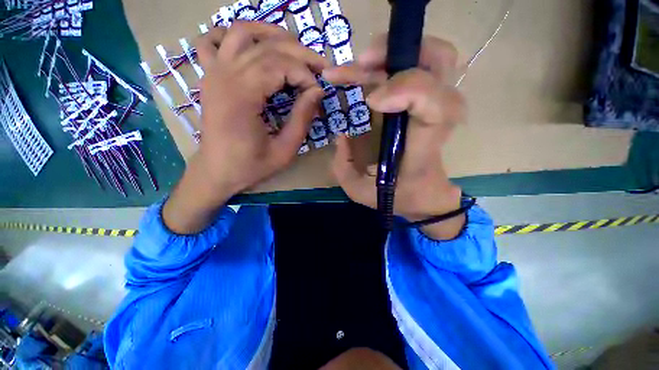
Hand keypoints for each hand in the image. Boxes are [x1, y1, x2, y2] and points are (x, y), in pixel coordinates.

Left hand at [163, 22, 327, 233]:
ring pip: (242, 32)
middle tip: (319, 67)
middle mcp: (225, 75)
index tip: (318, 93)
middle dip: (300, 53)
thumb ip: (302, 119)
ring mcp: (213, 71)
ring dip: (272, 33)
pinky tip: (251, 45)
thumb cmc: (251, 166)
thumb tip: (317, 91)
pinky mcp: (209, 76)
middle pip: (267, 46)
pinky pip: (213, 41)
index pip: (281, 66)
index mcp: (242, 96)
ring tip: (295, 48)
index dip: (306, 75)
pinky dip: (233, 35)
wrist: (217, 171)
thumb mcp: (285, 151)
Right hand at [323, 35, 466, 239]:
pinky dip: (393, 60)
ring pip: (432, 56)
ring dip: (393, 52)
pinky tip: (367, 69)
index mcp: (423, 146)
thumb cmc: (397, 196)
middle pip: (440, 63)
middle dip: (398, 53)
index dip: (406, 90)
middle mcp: (437, 119)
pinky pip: (419, 66)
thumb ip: (343, 166)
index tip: (370, 100)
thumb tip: (341, 133)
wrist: (425, 195)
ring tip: (361, 64)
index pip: (435, 106)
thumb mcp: (361, 190)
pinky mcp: (426, 102)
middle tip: (363, 63)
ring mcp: (434, 105)